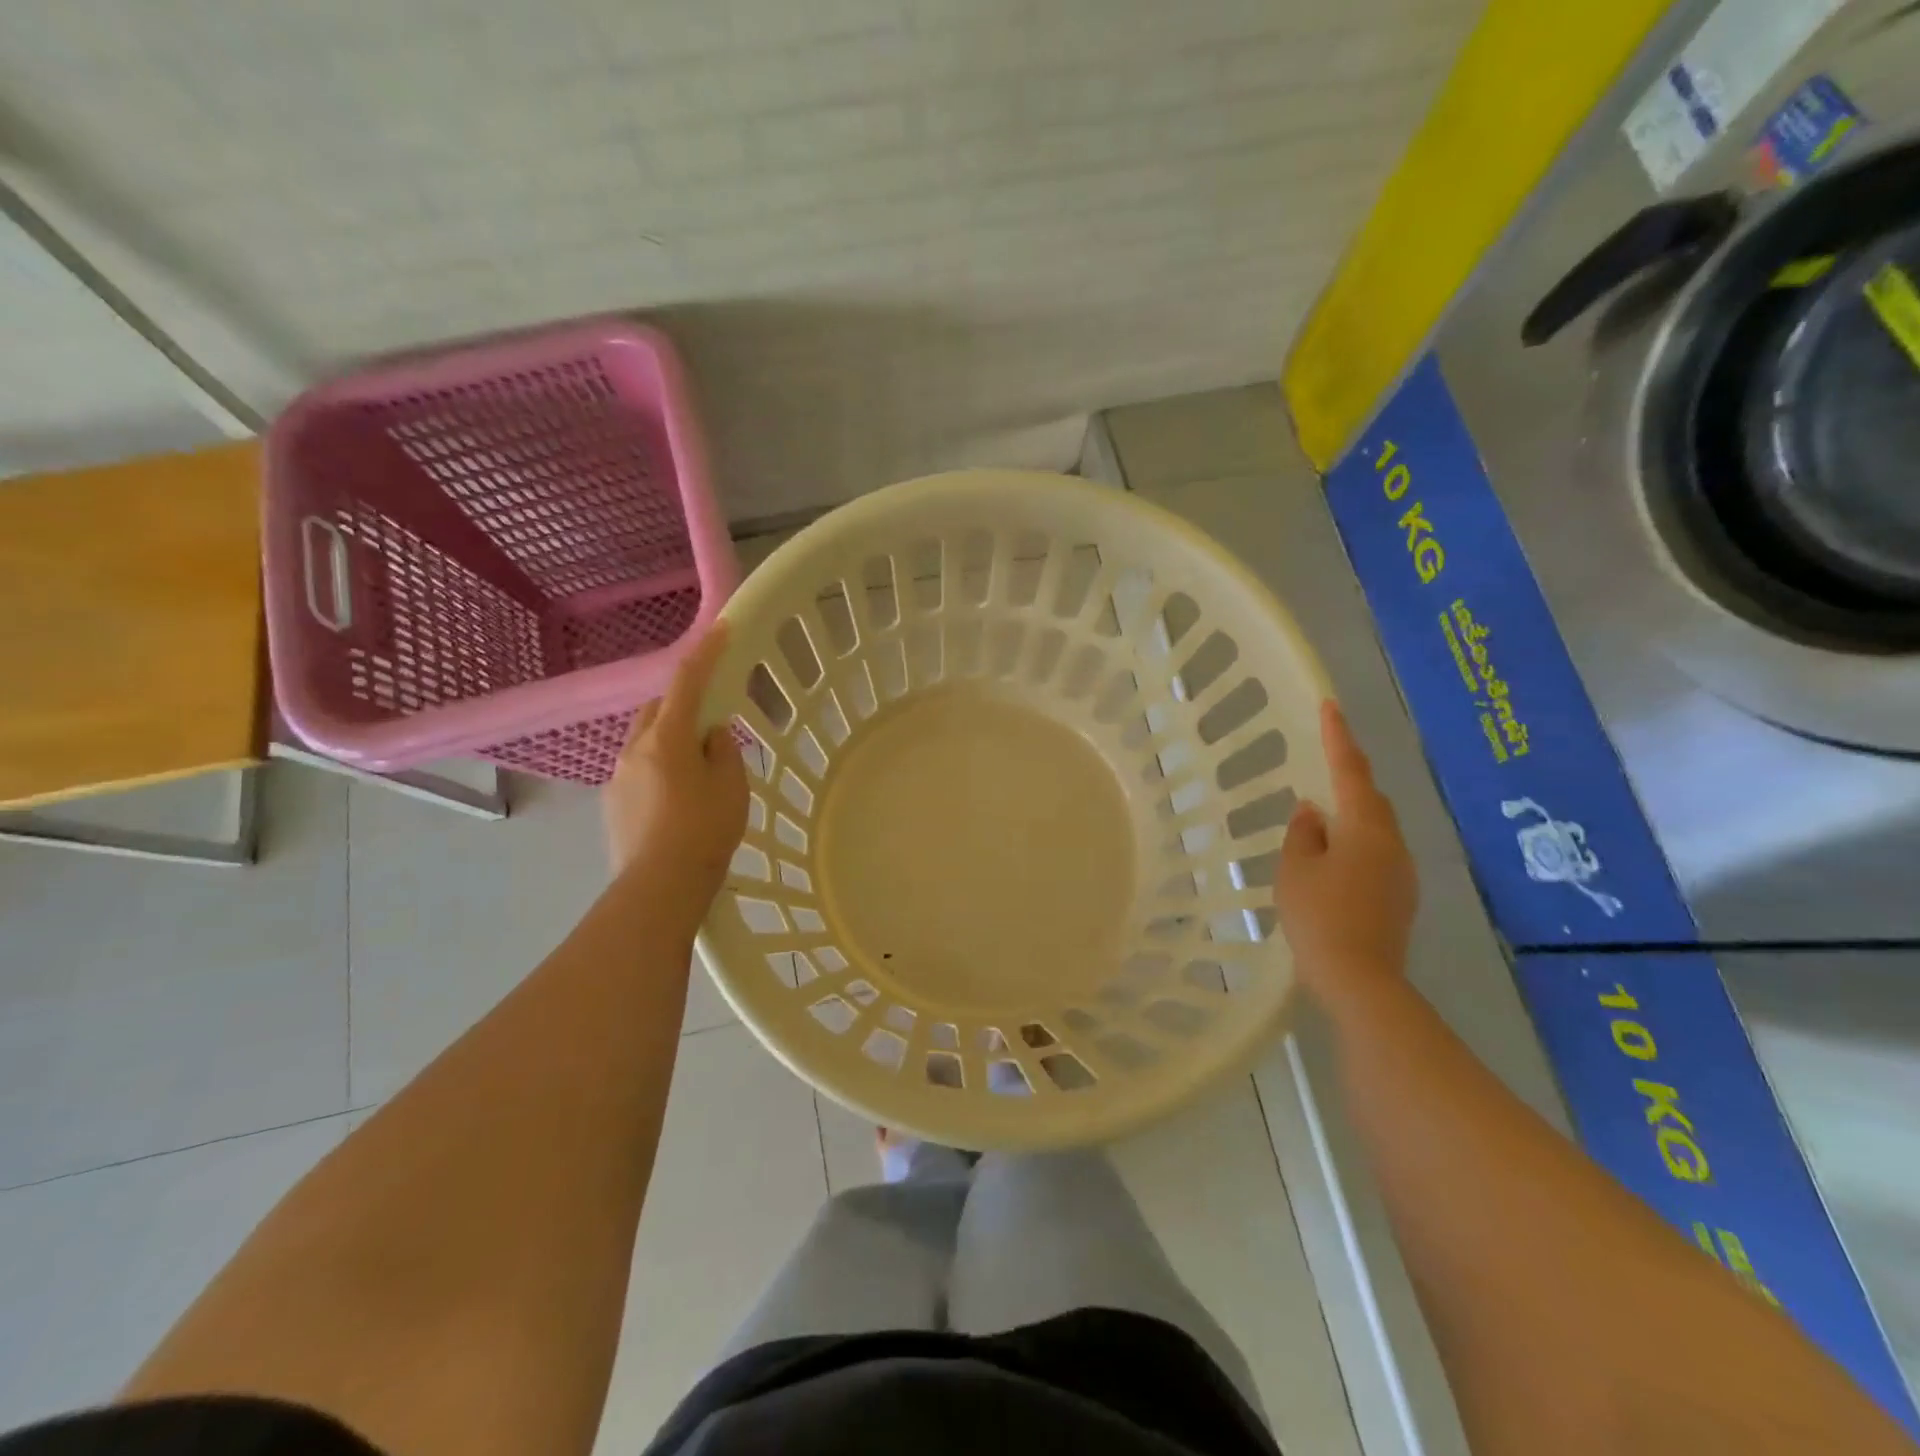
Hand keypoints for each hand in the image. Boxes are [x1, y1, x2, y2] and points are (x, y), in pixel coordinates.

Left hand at [604, 625, 749, 897]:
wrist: (658, 888)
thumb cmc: (704, 831)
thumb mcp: (731, 788)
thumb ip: (724, 752)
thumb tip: (711, 735)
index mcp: (668, 738)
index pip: (687, 683)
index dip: (705, 654)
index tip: (721, 631)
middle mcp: (635, 749)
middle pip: (658, 709)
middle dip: (682, 703)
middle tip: (710, 723)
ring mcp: (618, 777)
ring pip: (645, 741)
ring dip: (668, 740)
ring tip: (695, 770)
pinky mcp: (612, 804)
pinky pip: (638, 770)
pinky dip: (658, 769)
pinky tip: (675, 800)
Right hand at [1274, 701, 1417, 1006]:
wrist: (1360, 980)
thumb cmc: (1320, 915)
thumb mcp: (1295, 869)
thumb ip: (1303, 833)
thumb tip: (1313, 811)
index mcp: (1365, 828)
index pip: (1350, 771)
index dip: (1338, 737)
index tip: (1330, 706)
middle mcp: (1392, 844)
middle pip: (1371, 800)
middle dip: (1348, 781)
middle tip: (1322, 767)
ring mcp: (1402, 873)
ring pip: (1375, 831)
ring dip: (1350, 819)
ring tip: (1319, 824)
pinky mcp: (1400, 898)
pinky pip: (1376, 856)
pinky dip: (1354, 847)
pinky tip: (1332, 864)